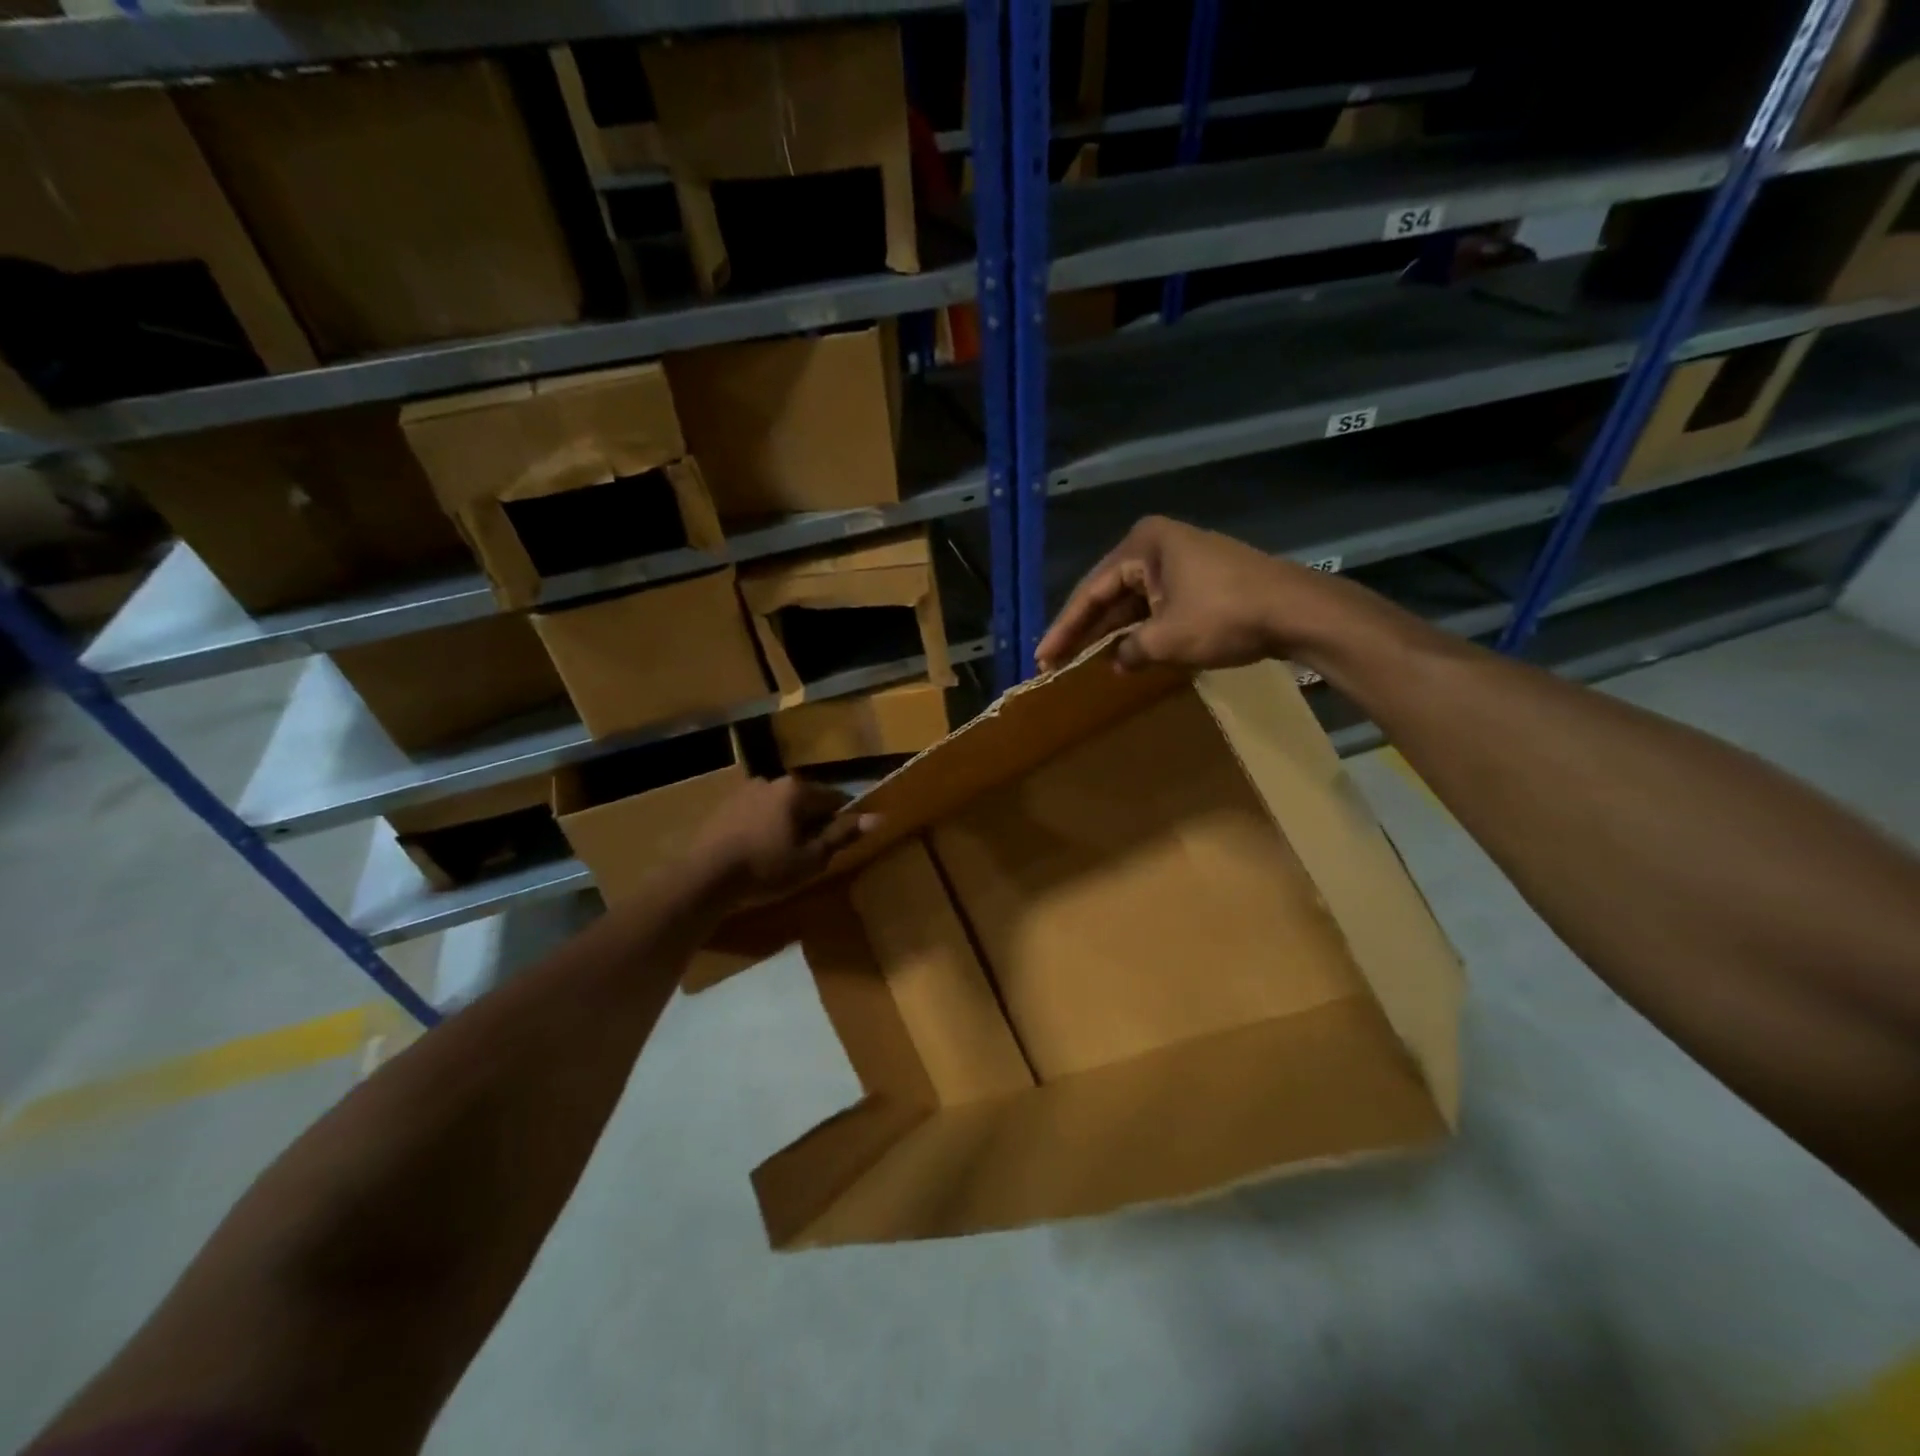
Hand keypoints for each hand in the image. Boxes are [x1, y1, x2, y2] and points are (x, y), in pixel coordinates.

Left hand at [689, 777, 876, 898]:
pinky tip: (759, 850)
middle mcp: (772, 780)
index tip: (840, 842)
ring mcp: (745, 791)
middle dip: (812, 821)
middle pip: (805, 800)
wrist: (706, 876)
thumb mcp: (811, 858)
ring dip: (787, 823)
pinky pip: (757, 813)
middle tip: (812, 852)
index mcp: (796, 789)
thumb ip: (842, 835)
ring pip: (780, 806)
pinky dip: (764, 826)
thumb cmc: (766, 867)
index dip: (843, 819)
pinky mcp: (725, 806)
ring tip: (784, 854)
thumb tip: (878, 818)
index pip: (834, 797)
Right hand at [1037, 516, 1337, 673]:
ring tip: (1084, 661)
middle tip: (1056, 661)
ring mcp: (1182, 560)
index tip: (1043, 658)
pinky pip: (1157, 604)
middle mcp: (1158, 545)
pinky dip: (1142, 629)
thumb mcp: (1166, 639)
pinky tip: (1126, 652)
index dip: (1065, 629)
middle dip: (1085, 630)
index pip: (1091, 591)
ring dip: (1113, 632)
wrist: (1297, 611)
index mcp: (1142, 546)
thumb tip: (1116, 662)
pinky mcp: (1201, 578)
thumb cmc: (1223, 616)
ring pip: (1134, 600)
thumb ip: (1130, 650)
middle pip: (1110, 593)